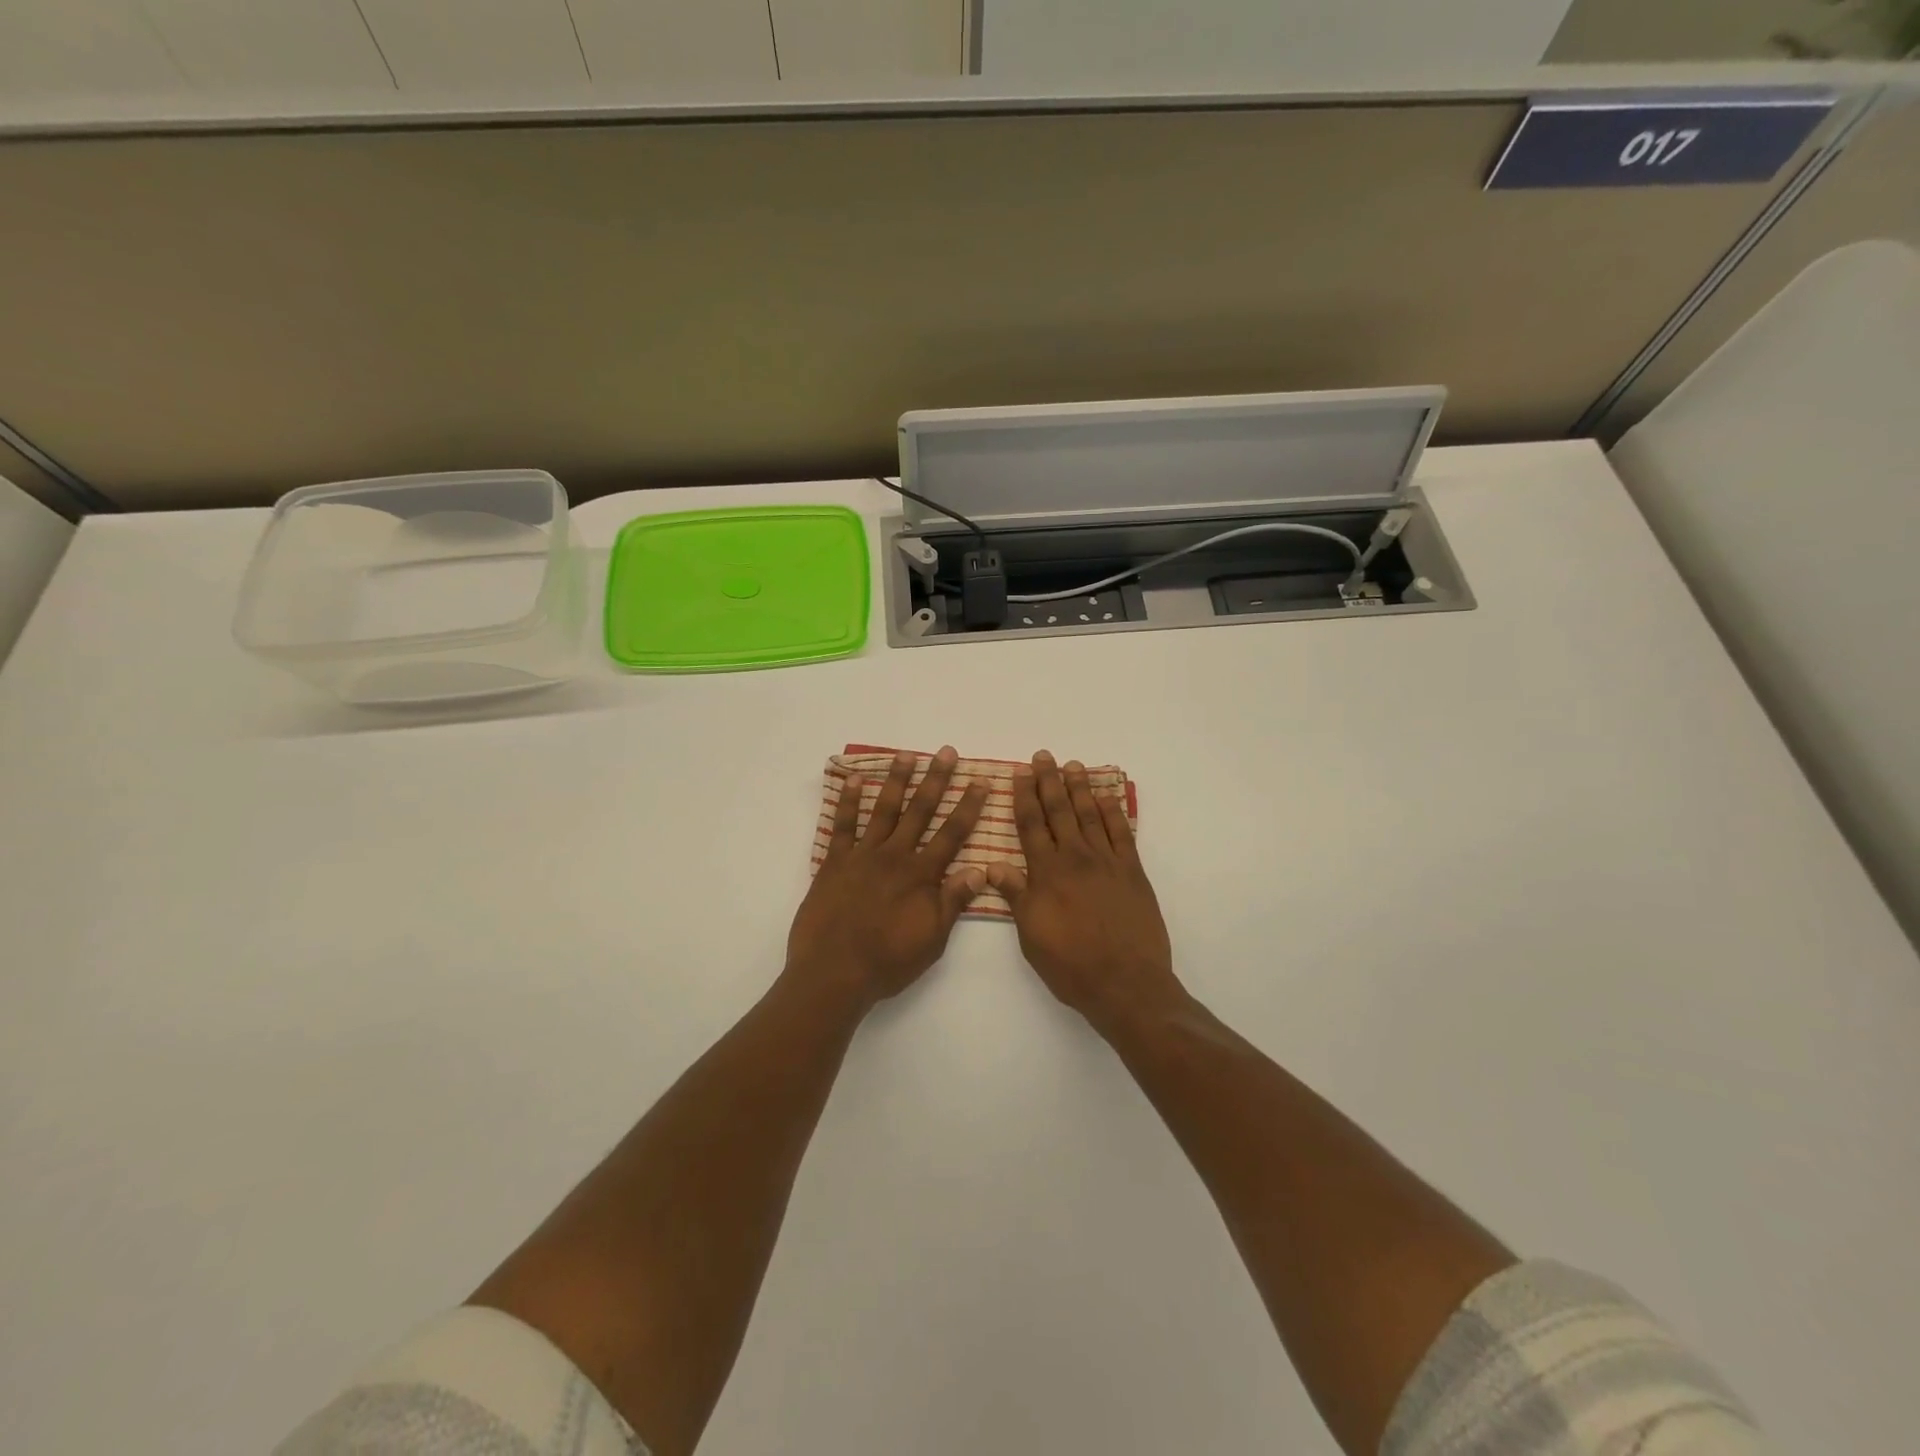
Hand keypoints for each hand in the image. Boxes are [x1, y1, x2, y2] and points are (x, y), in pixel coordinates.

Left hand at [786, 747, 988, 1011]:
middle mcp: (895, 856)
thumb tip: (982, 869)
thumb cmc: (888, 961)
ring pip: (884, 810)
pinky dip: (849, 802)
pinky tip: (856, 780)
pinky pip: (842, 826)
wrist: (834, 973)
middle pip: (920, 811)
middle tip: (946, 752)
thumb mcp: (932, 939)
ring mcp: (862, 856)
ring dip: (897, 781)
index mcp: (921, 875)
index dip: (968, 806)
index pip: (952, 834)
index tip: (980, 781)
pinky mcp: (834, 863)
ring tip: (907, 754)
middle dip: (936, 780)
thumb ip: (954, 901)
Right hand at [987, 751, 1184, 1035]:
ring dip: (1080, 788)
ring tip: (1073, 765)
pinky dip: (1113, 811)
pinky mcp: (1132, 872)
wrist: (1125, 982)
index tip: (1020, 773)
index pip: (1031, 825)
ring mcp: (1107, 862)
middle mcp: (1075, 858)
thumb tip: (992, 865)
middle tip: (1044, 756)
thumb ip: (1015, 895)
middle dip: (1049, 781)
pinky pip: (1122, 832)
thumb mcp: (1031, 935)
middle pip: (1060, 811)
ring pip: (1090, 814)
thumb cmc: (1070, 964)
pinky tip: (1106, 796)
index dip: (1024, 797)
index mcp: (1046, 872)